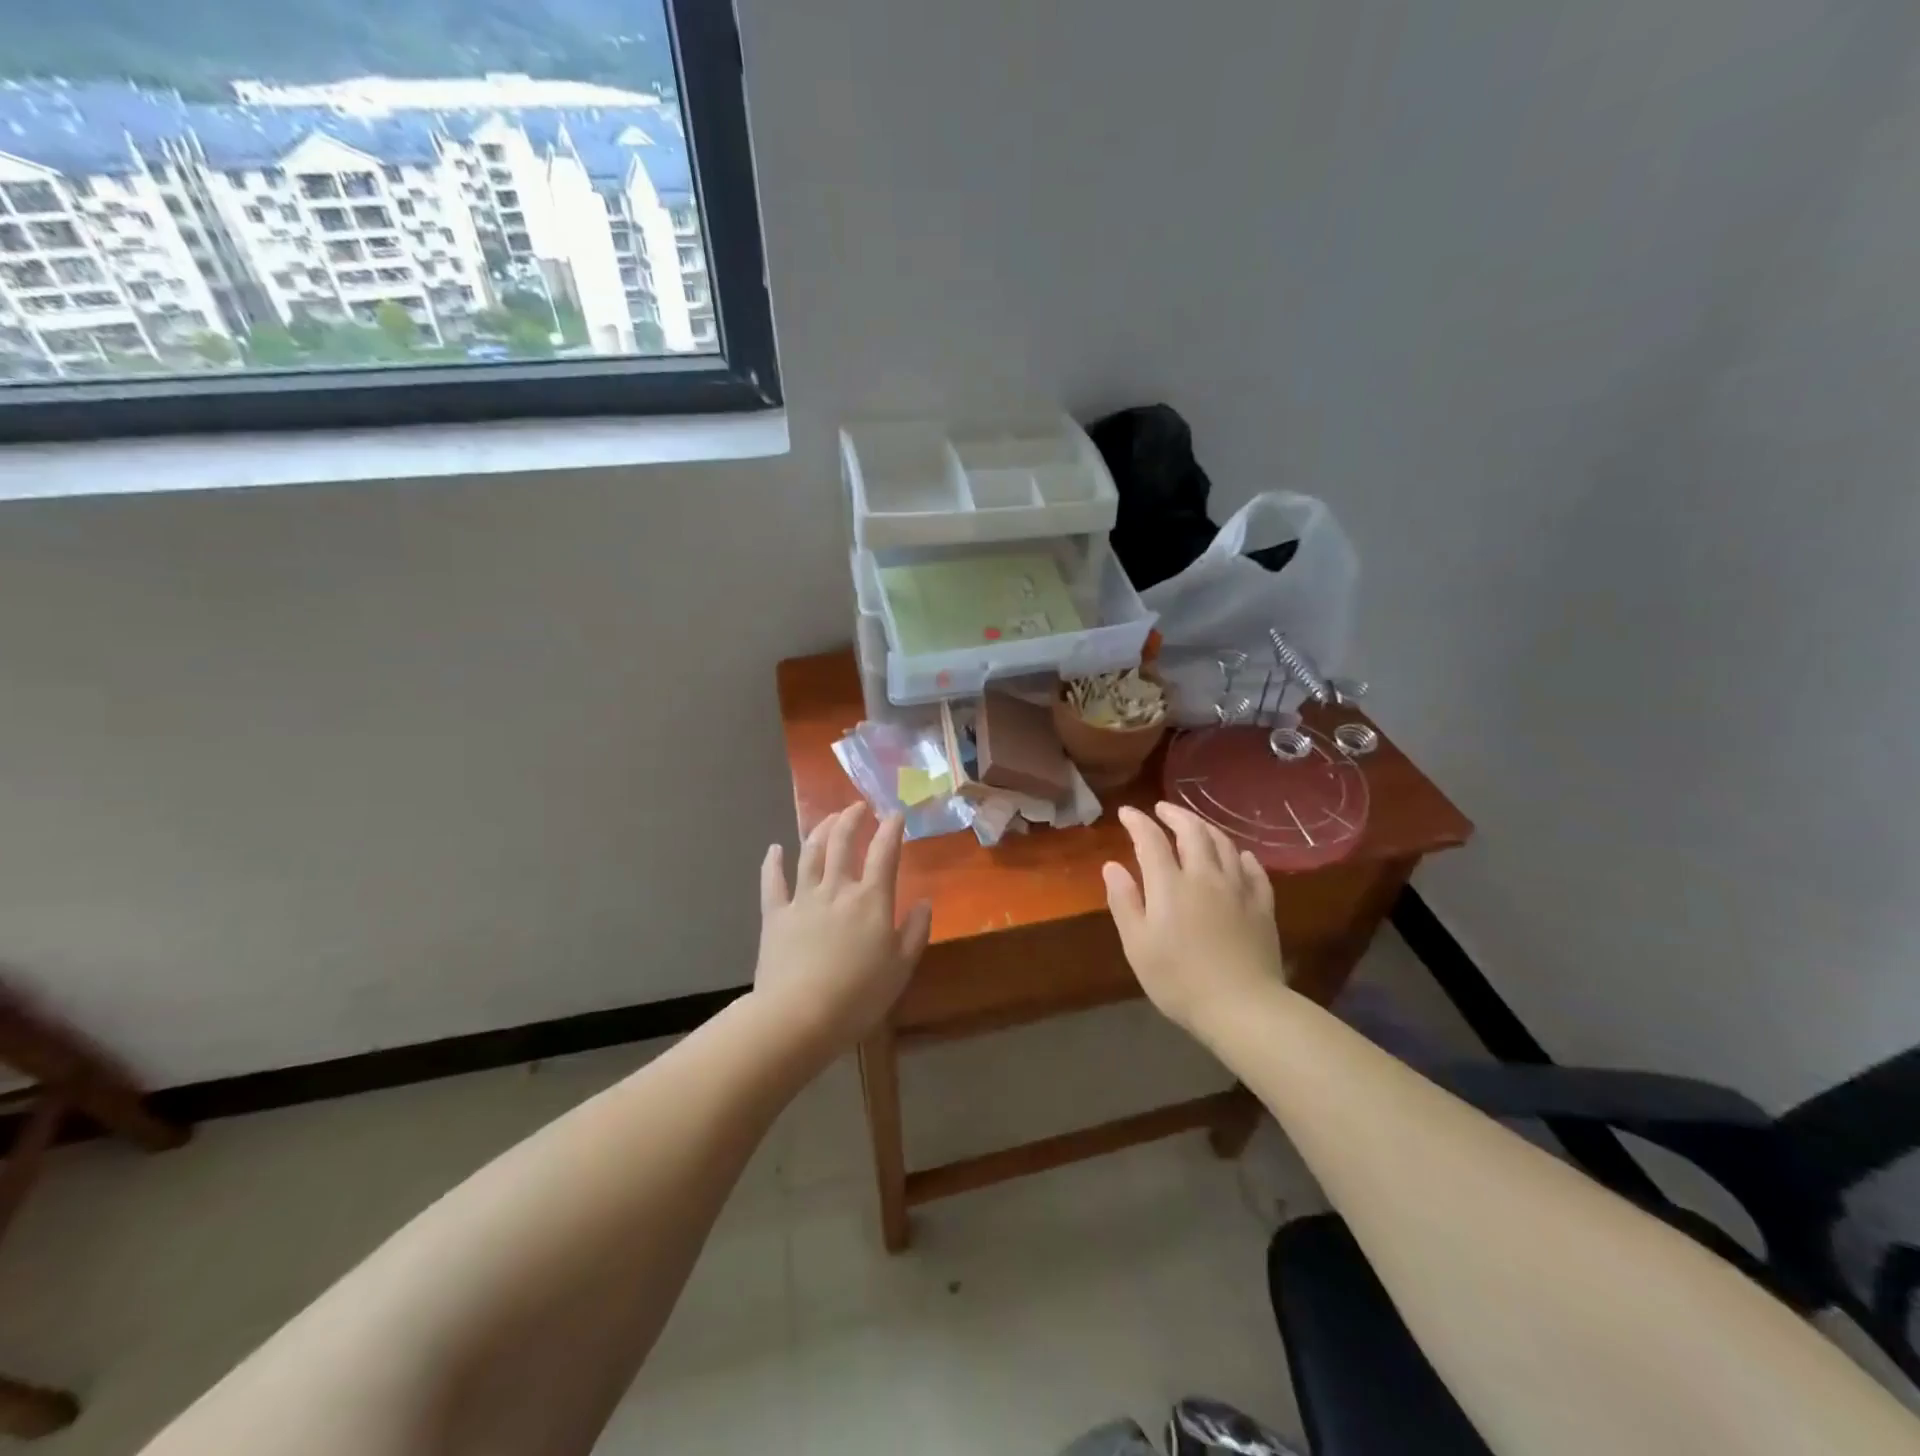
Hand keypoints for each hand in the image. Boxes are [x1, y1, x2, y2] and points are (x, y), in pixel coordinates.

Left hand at [753, 804, 931, 1061]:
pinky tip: (775, 849)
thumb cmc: (858, 996)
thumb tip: (923, 903)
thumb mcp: (901, 968)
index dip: (891, 829)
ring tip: (828, 818)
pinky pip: (772, 881)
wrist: (799, 1016)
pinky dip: (773, 862)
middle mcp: (837, 889)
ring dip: (821, 830)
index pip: (885, 853)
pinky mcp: (775, 915)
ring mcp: (803, 899)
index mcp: (871, 900)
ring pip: (811, 853)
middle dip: (852, 819)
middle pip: (843, 842)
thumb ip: (915, 931)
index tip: (895, 814)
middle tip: (858, 807)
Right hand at [1103, 802, 1286, 1034]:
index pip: (1150, 839)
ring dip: (1206, 828)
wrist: (1242, 1007)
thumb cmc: (1179, 980)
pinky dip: (1241, 856)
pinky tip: (1238, 856)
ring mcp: (1238, 888)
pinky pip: (1253, 869)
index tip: (1126, 812)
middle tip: (1161, 809)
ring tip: (1194, 825)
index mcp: (1170, 884)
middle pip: (1192, 831)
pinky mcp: (1262, 906)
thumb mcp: (1137, 945)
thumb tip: (1112, 866)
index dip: (1137, 821)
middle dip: (1175, 814)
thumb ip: (1124, 901)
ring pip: (1224, 844)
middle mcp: (1205, 876)